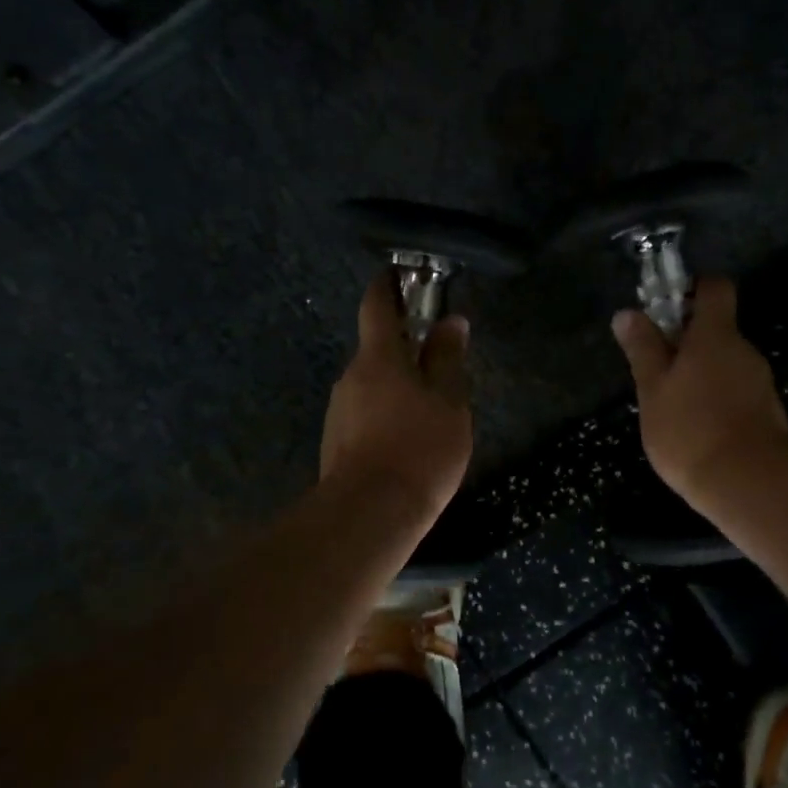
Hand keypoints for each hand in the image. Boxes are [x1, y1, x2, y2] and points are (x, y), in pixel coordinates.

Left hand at [320, 273, 472, 520]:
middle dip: (404, 348)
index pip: (377, 305)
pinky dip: (386, 414)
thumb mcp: (449, 401)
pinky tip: (408, 440)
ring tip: (430, 411)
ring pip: (372, 384)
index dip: (388, 285)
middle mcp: (351, 376)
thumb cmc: (419, 448)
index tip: (399, 274)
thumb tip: (452, 322)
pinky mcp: (336, 441)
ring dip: (397, 386)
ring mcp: (339, 410)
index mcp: (378, 357)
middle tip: (439, 363)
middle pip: (377, 349)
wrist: (369, 514)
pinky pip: (365, 413)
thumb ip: (448, 359)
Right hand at [611, 276, 787, 508]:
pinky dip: (716, 400)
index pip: (715, 288)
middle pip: (717, 329)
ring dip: (701, 374)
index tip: (667, 308)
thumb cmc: (691, 429)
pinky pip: (736, 392)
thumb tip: (627, 313)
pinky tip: (697, 429)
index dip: (693, 289)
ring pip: (725, 364)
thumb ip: (642, 349)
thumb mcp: (653, 389)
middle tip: (656, 370)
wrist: (749, 484)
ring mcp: (760, 382)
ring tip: (672, 407)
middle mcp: (744, 350)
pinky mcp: (768, 412)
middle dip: (687, 342)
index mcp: (715, 335)